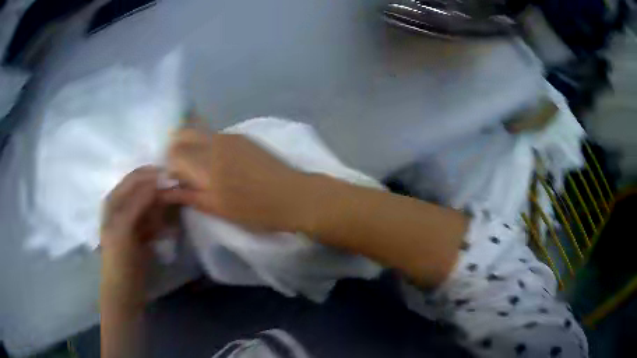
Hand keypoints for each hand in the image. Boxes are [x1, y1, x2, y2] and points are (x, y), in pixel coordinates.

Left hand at [100, 166, 169, 293]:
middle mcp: (123, 204)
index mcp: (114, 199)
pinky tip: (170, 230)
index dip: (154, 175)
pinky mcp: (143, 232)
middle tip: (179, 197)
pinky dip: (164, 221)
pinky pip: (157, 219)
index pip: (137, 177)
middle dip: (162, 190)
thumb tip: (158, 181)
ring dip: (165, 207)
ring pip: (153, 203)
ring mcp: (134, 218)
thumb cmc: (119, 258)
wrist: (124, 290)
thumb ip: (137, 202)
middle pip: (146, 188)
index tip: (176, 179)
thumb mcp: (123, 227)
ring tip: (173, 218)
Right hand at [163, 129, 320, 232]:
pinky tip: (218, 164)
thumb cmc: (254, 209)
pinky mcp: (243, 137)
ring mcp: (230, 136)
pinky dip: (208, 145)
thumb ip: (188, 195)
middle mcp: (214, 141)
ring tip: (200, 170)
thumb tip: (165, 191)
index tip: (175, 181)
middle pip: (184, 134)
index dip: (170, 166)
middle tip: (183, 173)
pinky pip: (216, 136)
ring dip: (192, 147)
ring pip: (200, 133)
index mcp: (204, 161)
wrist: (293, 195)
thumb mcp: (217, 208)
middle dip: (177, 150)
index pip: (173, 152)